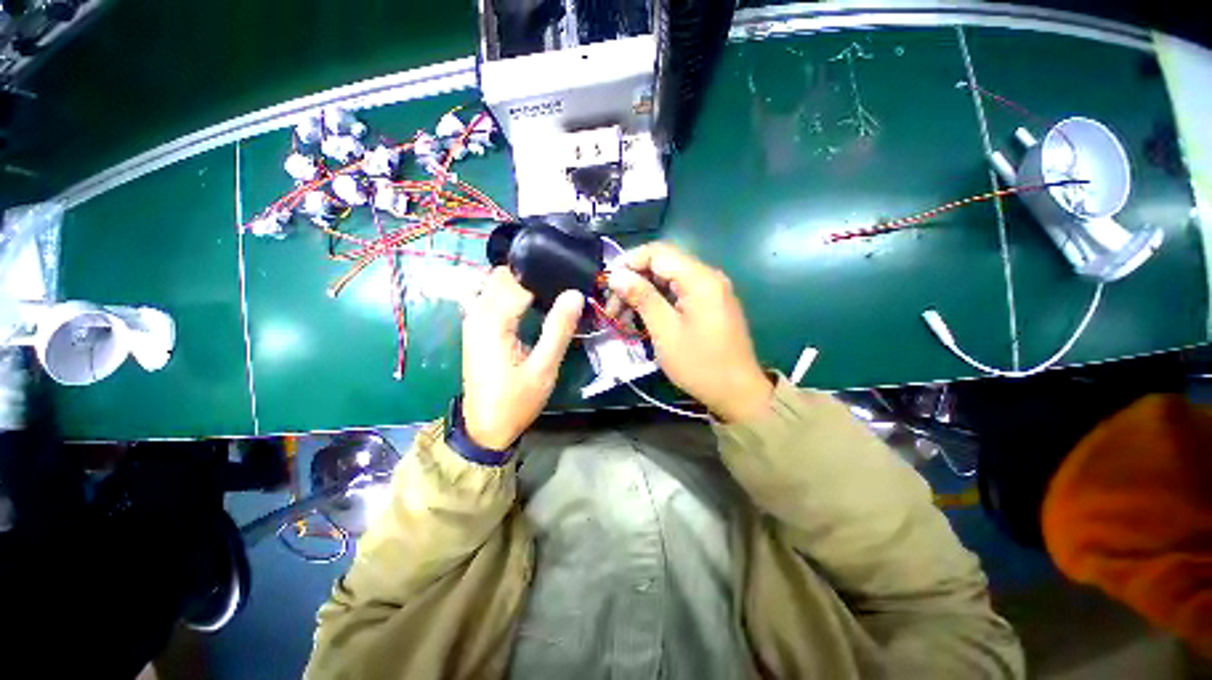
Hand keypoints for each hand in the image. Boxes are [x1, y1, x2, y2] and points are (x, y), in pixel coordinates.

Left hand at [461, 268, 583, 449]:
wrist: (485, 427)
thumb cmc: (516, 401)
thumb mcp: (544, 369)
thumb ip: (559, 329)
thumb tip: (574, 294)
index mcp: (494, 320)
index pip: (521, 280)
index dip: (547, 277)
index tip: (571, 279)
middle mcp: (478, 312)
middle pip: (505, 276)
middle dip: (533, 276)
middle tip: (562, 288)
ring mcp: (472, 319)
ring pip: (496, 283)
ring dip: (521, 283)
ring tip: (550, 294)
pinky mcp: (475, 327)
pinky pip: (491, 296)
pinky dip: (510, 293)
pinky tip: (529, 303)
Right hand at [608, 243, 772, 422]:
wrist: (737, 392)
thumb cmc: (699, 364)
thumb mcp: (665, 331)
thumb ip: (642, 297)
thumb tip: (615, 275)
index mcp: (700, 278)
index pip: (658, 252)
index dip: (629, 262)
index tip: (608, 284)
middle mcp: (708, 276)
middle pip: (662, 265)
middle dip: (633, 282)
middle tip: (612, 308)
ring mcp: (711, 290)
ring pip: (667, 280)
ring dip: (643, 294)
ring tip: (622, 317)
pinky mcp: (709, 304)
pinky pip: (678, 293)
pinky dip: (657, 302)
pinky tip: (642, 319)